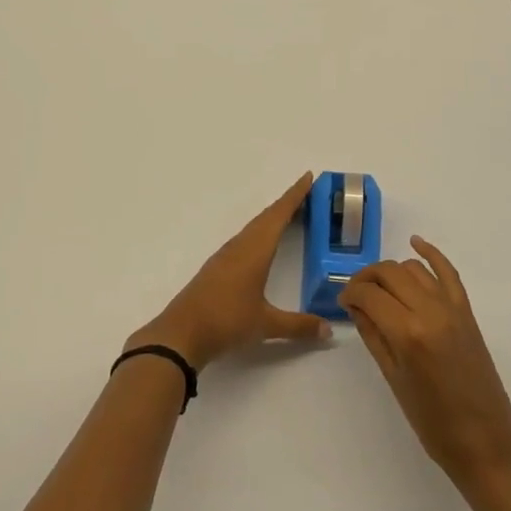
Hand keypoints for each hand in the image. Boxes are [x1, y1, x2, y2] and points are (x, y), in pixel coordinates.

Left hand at [128, 173, 329, 371]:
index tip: (307, 177)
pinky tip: (262, 243)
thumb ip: (298, 326)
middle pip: (266, 217)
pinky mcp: (217, 267)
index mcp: (255, 251)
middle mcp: (240, 246)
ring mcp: (226, 256)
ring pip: (254, 227)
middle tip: (307, 193)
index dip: (294, 196)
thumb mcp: (266, 325)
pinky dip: (260, 232)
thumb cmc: (226, 321)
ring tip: (290, 214)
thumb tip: (329, 331)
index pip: (279, 215)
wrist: (182, 333)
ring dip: (272, 217)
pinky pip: (245, 239)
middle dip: (287, 203)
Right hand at [339, 236, 510, 483]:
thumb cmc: (432, 421)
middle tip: (356, 294)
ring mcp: (452, 308)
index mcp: (408, 333)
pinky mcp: (467, 311)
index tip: (342, 301)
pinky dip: (431, 254)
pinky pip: (448, 272)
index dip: (350, 293)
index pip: (369, 295)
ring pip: (413, 269)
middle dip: (367, 278)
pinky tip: (416, 243)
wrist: (485, 441)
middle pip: (389, 273)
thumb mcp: (393, 379)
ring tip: (380, 288)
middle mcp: (430, 311)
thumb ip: (373, 336)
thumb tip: (356, 306)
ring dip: (392, 271)